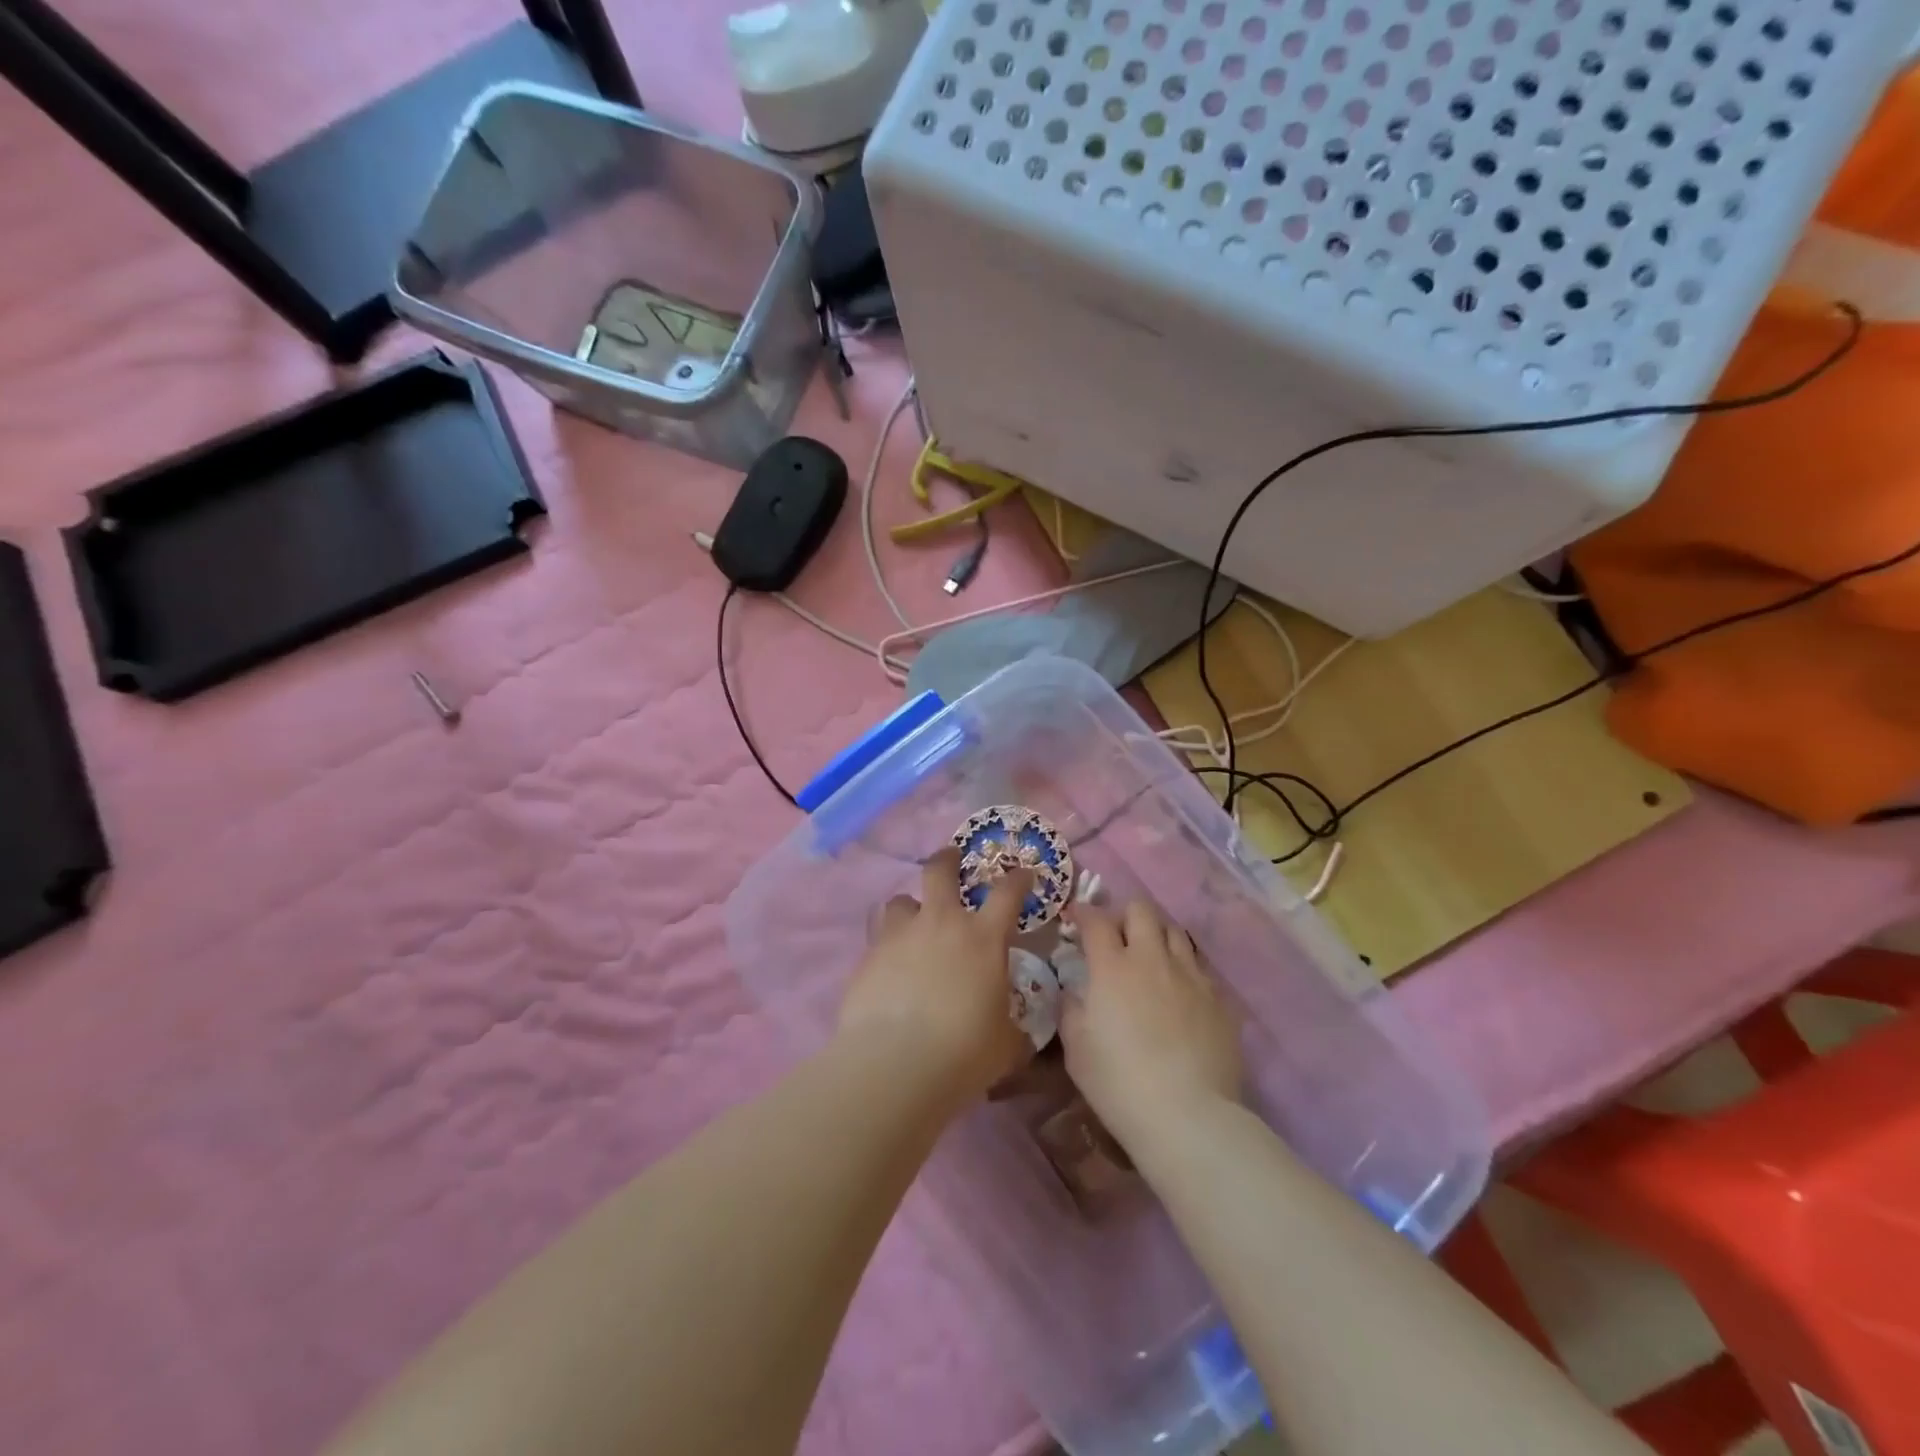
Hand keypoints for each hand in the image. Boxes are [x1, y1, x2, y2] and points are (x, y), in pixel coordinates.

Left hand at [836, 849, 1033, 1107]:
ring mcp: (899, 935)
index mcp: (982, 938)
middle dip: (947, 859)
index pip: (1007, 893)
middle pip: (940, 870)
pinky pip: (879, 938)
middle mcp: (940, 923)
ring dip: (910, 908)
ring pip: (901, 900)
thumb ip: (1011, 1027)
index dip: (1018, 879)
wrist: (895, 1063)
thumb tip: (1017, 1032)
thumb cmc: (964, 1051)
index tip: (1023, 875)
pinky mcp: (868, 956)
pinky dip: (888, 946)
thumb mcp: (1005, 1043)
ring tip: (912, 924)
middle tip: (951, 858)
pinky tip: (889, 969)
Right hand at [1058, 900, 1243, 1155]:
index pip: (1096, 920)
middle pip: (1142, 910)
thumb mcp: (1076, 1049)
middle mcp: (1153, 959)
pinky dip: (1183, 968)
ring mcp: (1191, 976)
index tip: (1077, 918)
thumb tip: (1072, 991)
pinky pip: (1199, 966)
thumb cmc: (1119, 1083)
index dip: (1084, 912)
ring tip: (1150, 957)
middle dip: (1125, 915)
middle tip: (1117, 937)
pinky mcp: (1219, 999)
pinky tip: (1179, 991)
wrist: (1188, 1116)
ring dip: (1157, 935)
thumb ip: (1071, 1009)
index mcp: (1112, 967)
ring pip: (1175, 931)